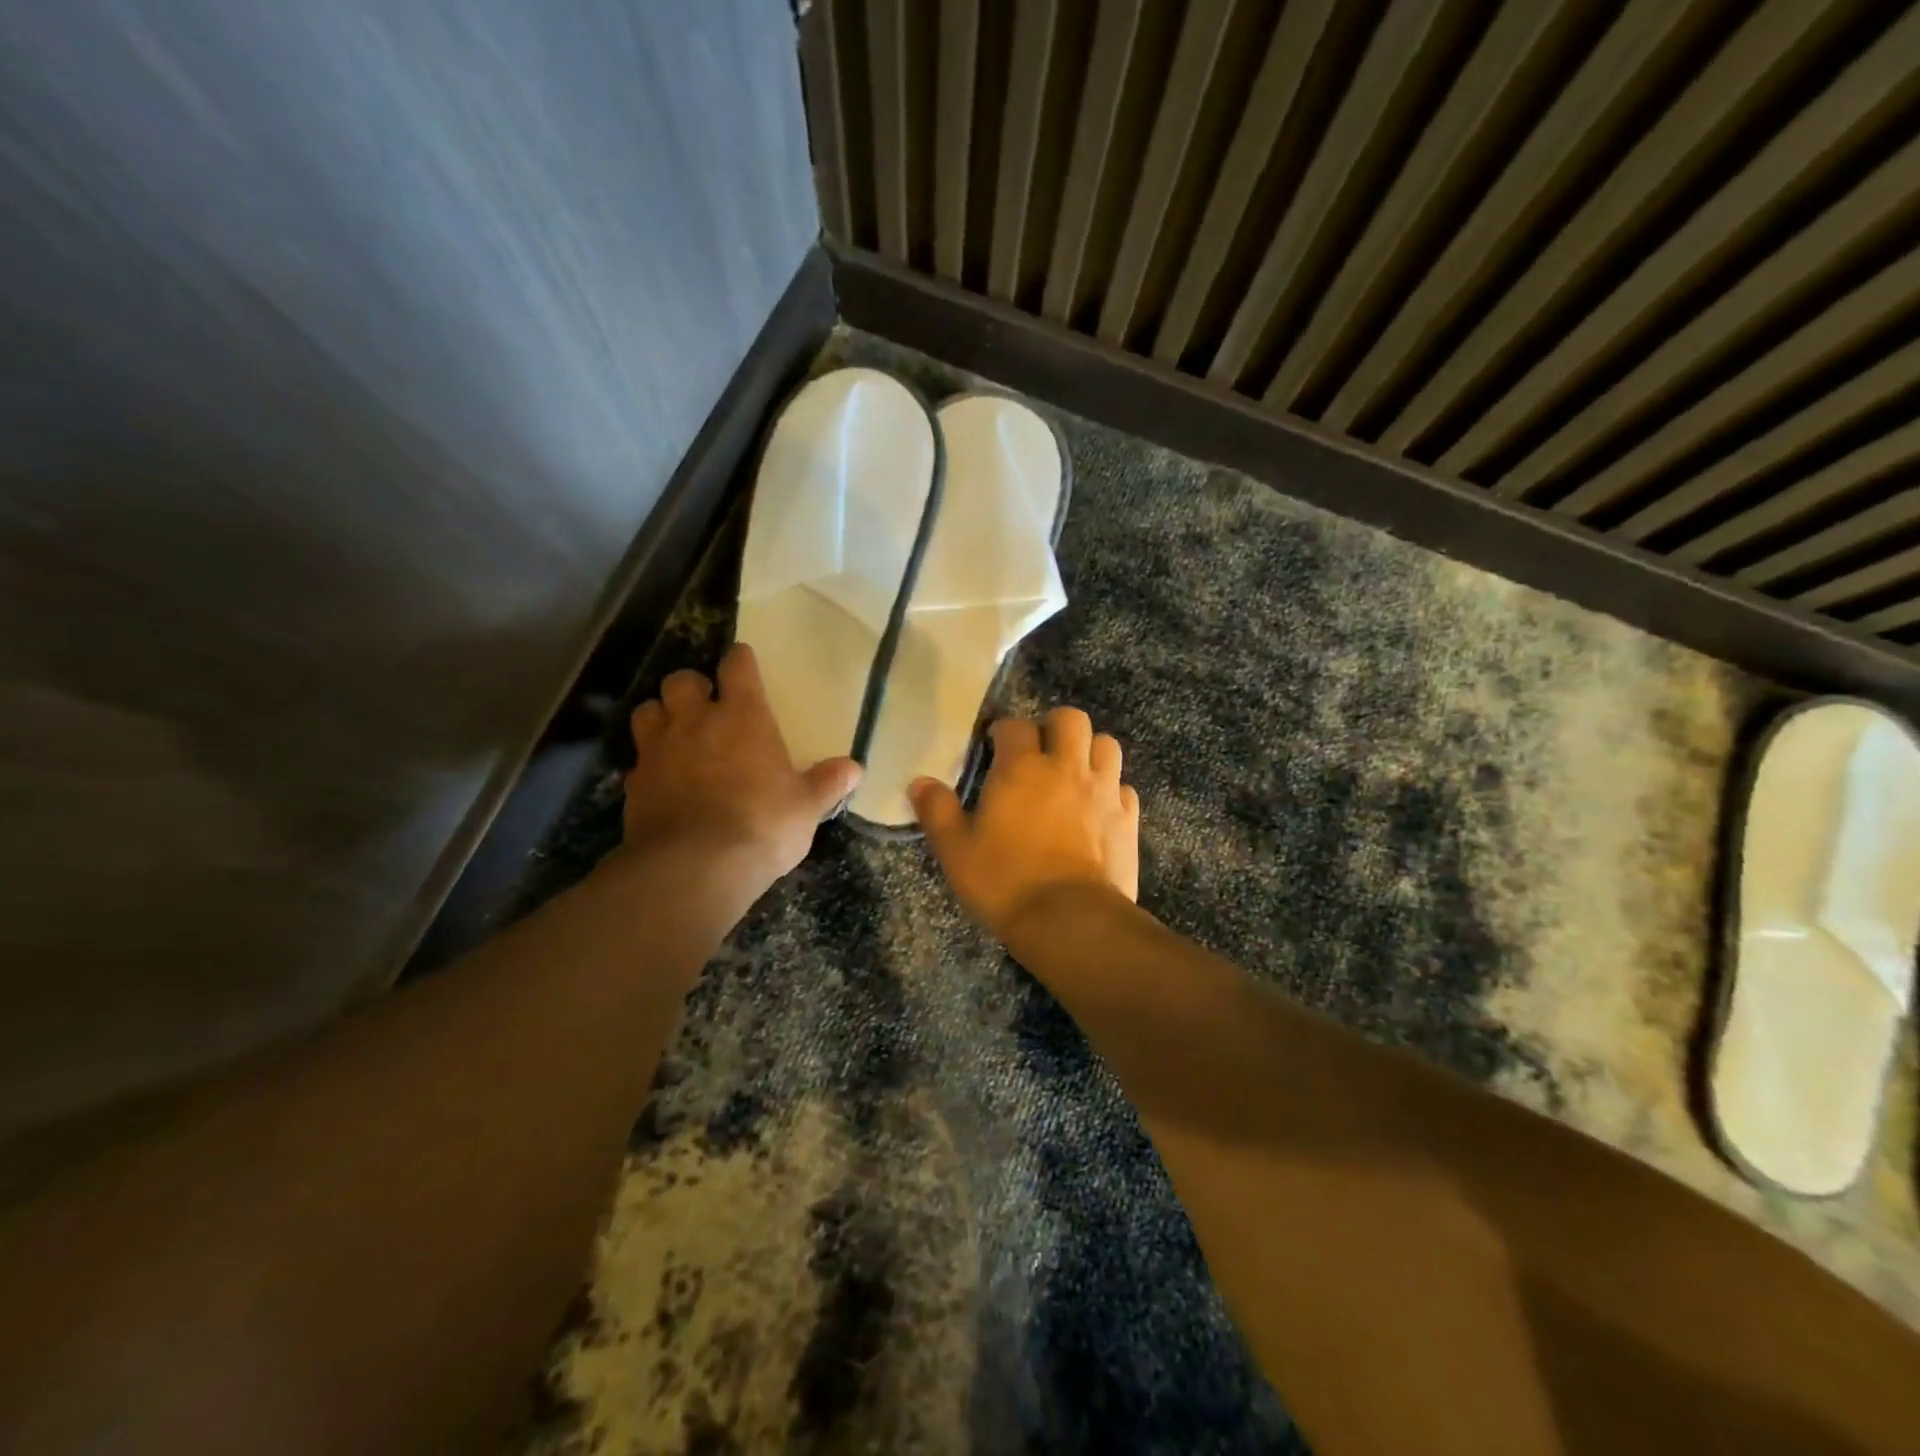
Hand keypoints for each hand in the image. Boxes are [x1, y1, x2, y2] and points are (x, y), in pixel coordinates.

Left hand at [620, 644, 861, 887]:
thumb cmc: (763, 825)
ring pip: (647, 711)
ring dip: (661, 715)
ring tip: (676, 733)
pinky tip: (663, 781)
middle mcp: (695, 722)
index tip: (743, 660)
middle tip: (706, 704)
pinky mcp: (634, 784)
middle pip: (680, 681)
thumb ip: (827, 783)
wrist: (695, 866)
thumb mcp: (806, 807)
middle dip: (692, 686)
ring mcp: (658, 751)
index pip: (737, 667)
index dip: (740, 660)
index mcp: (742, 717)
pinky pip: (637, 759)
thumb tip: (854, 768)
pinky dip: (649, 763)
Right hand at [910, 706, 1138, 938]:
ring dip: (1089, 750)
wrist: (1070, 921)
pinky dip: (1111, 789)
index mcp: (1022, 769)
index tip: (995, 746)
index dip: (1004, 730)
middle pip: (1071, 719)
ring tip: (1073, 772)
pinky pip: (1124, 786)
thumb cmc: (1005, 882)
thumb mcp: (956, 851)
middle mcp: (1066, 768)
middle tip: (1040, 750)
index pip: (1015, 725)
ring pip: (1106, 744)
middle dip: (1054, 726)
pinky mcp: (1128, 817)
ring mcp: (1104, 791)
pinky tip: (1098, 808)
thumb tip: (919, 782)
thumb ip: (937, 811)